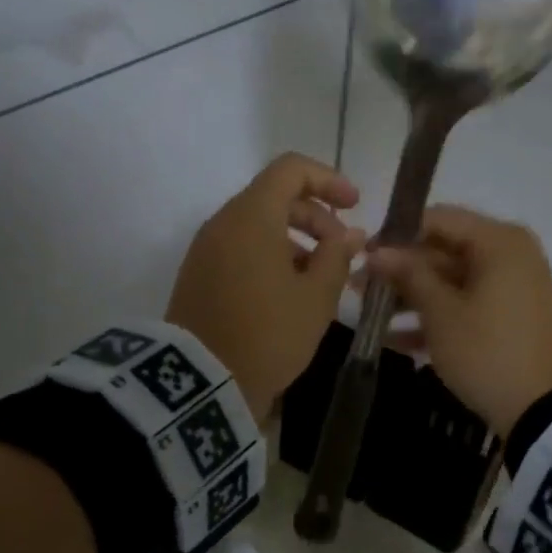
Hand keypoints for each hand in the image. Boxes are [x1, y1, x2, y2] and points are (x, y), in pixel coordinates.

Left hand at [168, 153, 365, 413]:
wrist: (202, 382)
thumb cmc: (268, 333)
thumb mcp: (316, 298)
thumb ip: (337, 257)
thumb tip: (351, 233)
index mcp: (252, 216)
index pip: (290, 170)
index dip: (328, 180)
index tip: (354, 206)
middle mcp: (223, 223)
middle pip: (274, 198)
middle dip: (314, 217)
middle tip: (342, 252)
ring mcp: (205, 250)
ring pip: (256, 226)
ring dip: (293, 241)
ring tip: (319, 279)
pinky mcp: (197, 276)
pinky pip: (239, 250)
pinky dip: (268, 257)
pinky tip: (288, 293)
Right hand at [367, 205, 551, 435]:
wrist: (544, 410)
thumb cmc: (487, 351)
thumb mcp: (441, 313)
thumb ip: (409, 275)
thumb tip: (377, 251)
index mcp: (498, 242)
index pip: (438, 219)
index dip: (396, 235)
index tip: (363, 256)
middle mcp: (509, 255)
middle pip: (444, 251)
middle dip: (400, 271)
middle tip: (358, 289)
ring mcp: (512, 289)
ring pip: (451, 282)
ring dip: (412, 298)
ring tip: (371, 317)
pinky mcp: (509, 319)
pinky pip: (466, 306)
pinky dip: (436, 319)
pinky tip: (395, 339)